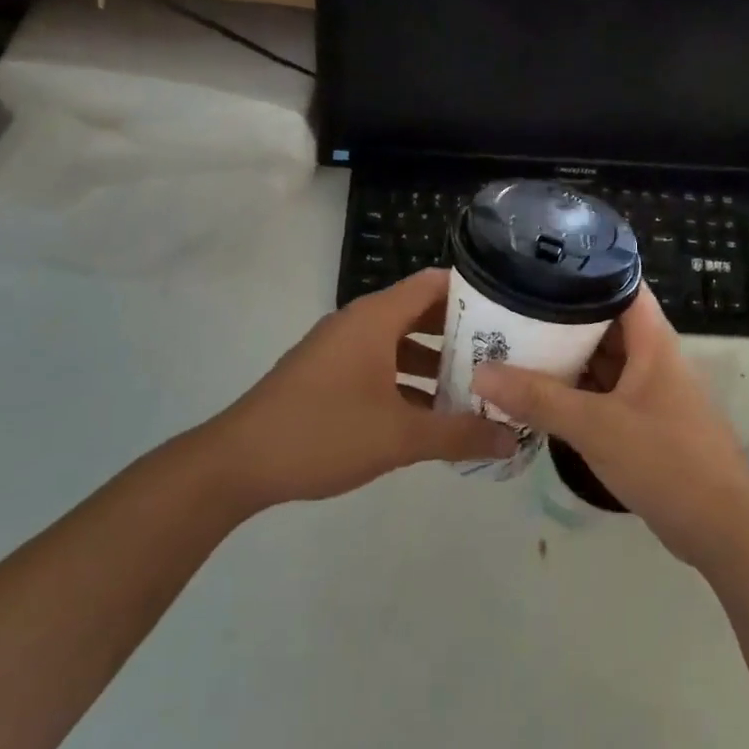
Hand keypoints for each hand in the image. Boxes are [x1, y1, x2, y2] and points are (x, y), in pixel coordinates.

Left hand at [209, 268, 516, 507]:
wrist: (235, 464)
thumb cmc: (322, 433)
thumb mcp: (399, 437)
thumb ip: (460, 436)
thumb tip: (513, 438)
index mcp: (376, 318)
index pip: (434, 283)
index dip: (474, 292)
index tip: (511, 311)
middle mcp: (358, 322)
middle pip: (420, 311)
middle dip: (462, 332)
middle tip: (504, 352)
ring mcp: (339, 348)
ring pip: (400, 341)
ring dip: (435, 360)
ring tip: (476, 385)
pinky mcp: (327, 373)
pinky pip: (379, 362)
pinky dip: (407, 378)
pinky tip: (431, 413)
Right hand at [471, 288, 748, 567]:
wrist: (724, 528)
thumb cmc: (666, 459)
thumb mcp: (597, 425)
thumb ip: (539, 398)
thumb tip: (481, 371)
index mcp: (652, 339)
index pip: (620, 282)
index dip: (584, 268)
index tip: (537, 263)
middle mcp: (652, 356)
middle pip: (604, 322)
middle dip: (560, 316)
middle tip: (508, 308)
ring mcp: (648, 391)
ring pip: (601, 361)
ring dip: (565, 357)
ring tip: (511, 344)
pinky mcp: (643, 423)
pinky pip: (602, 394)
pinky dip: (574, 392)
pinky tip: (537, 395)